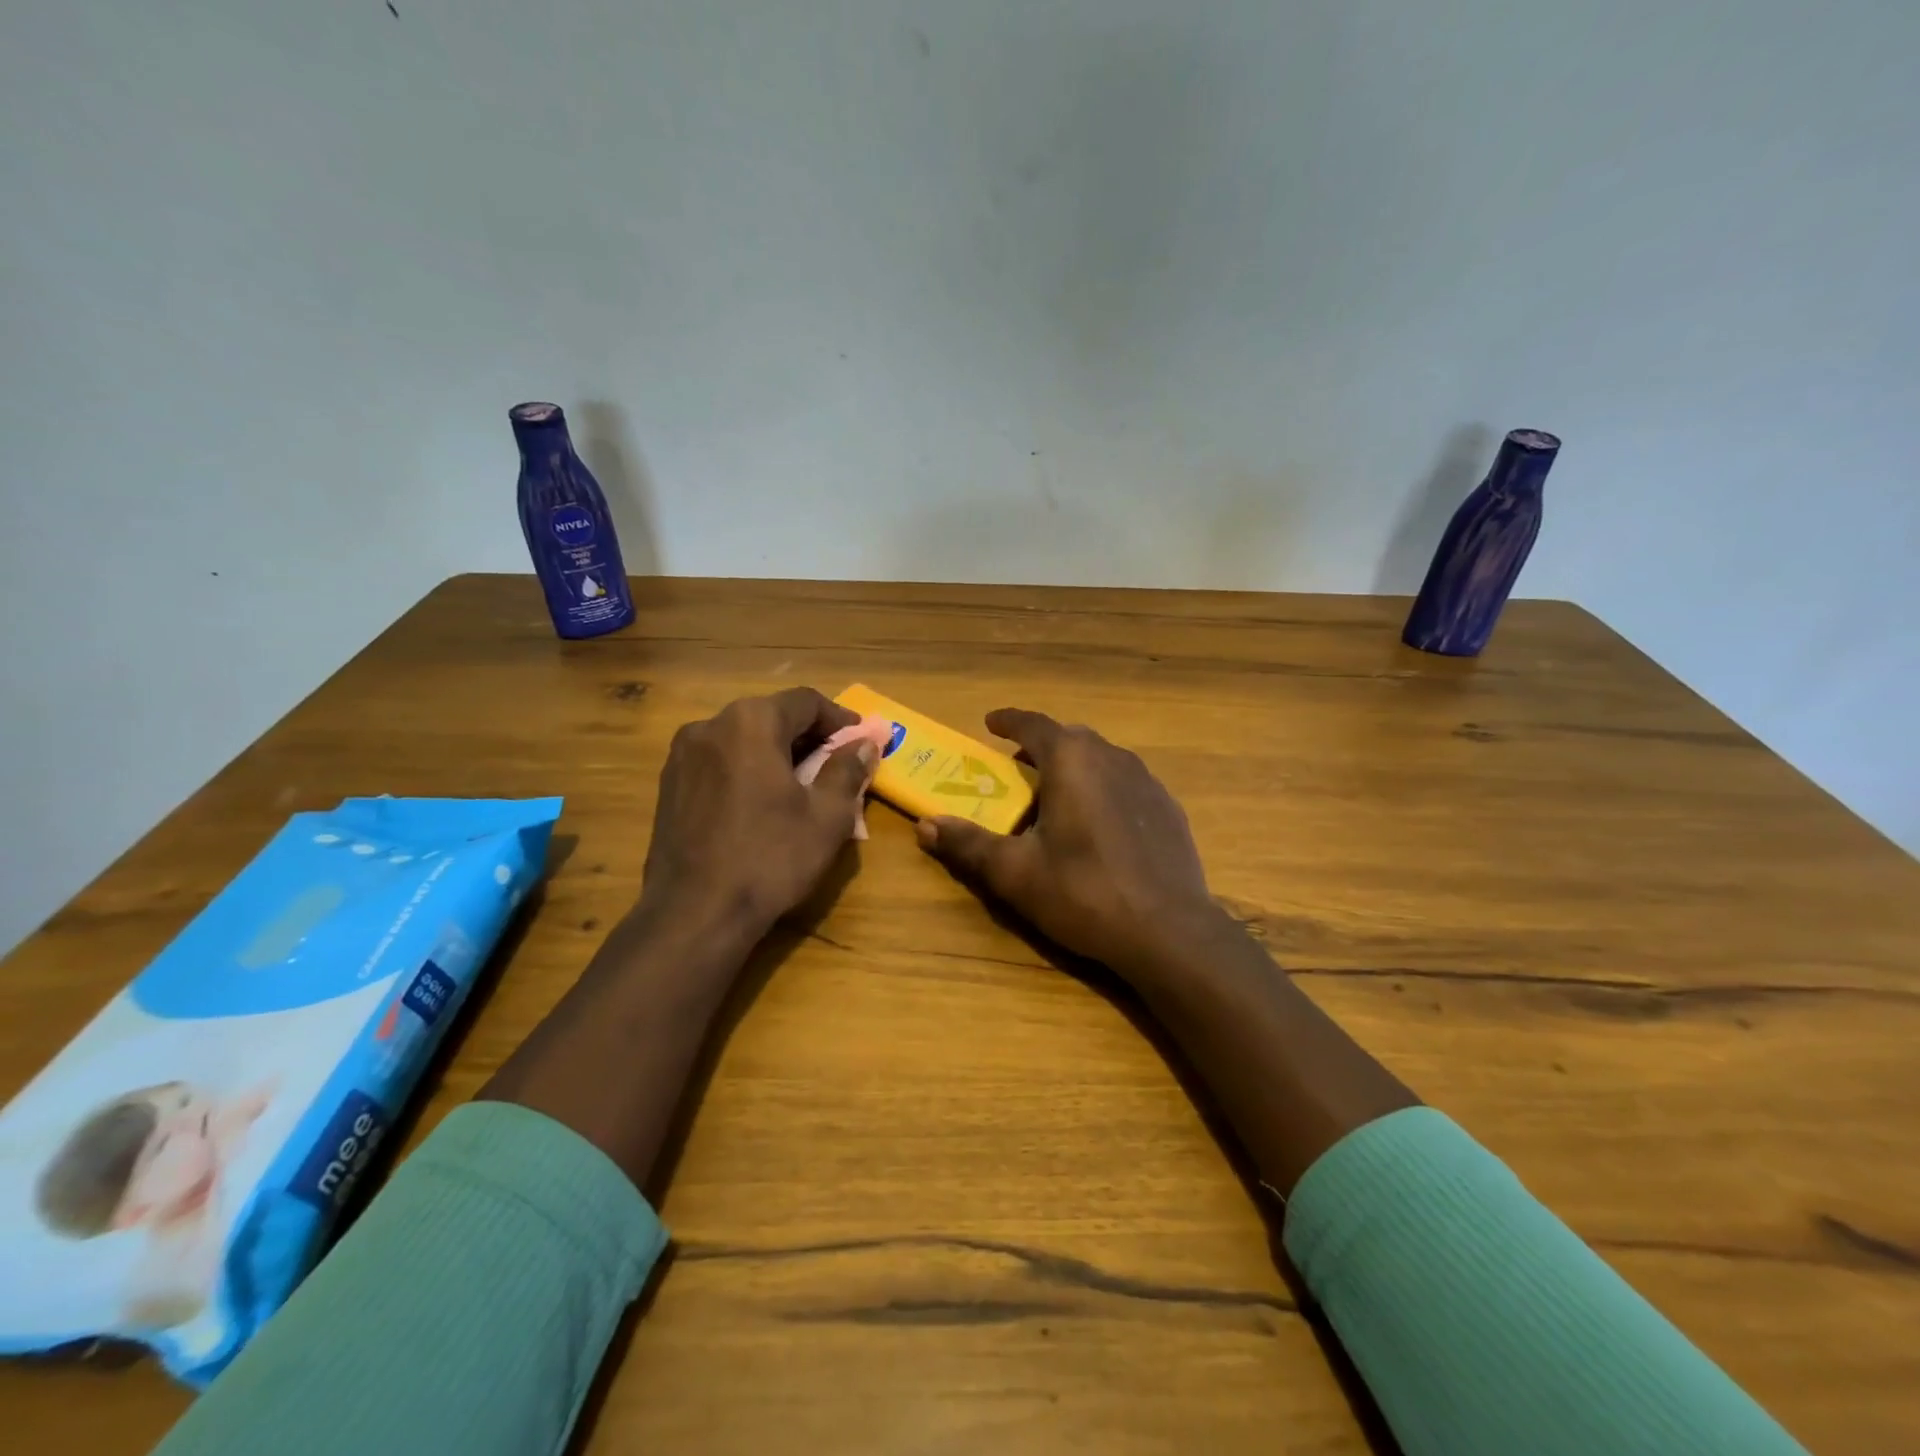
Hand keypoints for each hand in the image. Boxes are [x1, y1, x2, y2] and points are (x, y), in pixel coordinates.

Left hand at [640, 687, 876, 939]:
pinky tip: (761, 802)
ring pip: (742, 739)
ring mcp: (682, 755)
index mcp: (751, 723)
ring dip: (775, 752)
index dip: (839, 718)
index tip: (860, 738)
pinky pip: (719, 761)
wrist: (694, 913)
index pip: (805, 702)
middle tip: (835, 762)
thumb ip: (847, 771)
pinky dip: (747, 769)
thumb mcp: (827, 817)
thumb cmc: (770, 858)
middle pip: (770, 716)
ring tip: (799, 784)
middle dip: (807, 735)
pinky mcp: (669, 785)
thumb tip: (863, 745)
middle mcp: (710, 725)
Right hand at [916, 709, 1229, 978]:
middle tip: (1017, 769)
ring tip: (1056, 796)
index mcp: (1072, 760)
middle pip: (1070, 738)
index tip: (990, 723)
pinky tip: (1099, 824)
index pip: (1034, 724)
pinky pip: (1126, 784)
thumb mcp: (1015, 872)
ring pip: (1102, 759)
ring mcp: (1147, 781)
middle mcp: (1112, 757)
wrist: (1169, 931)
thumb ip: (968, 844)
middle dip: (1041, 746)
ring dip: (1074, 767)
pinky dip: (1103, 789)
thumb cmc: (1084, 892)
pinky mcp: (1169, 809)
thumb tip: (926, 825)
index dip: (1008, 720)